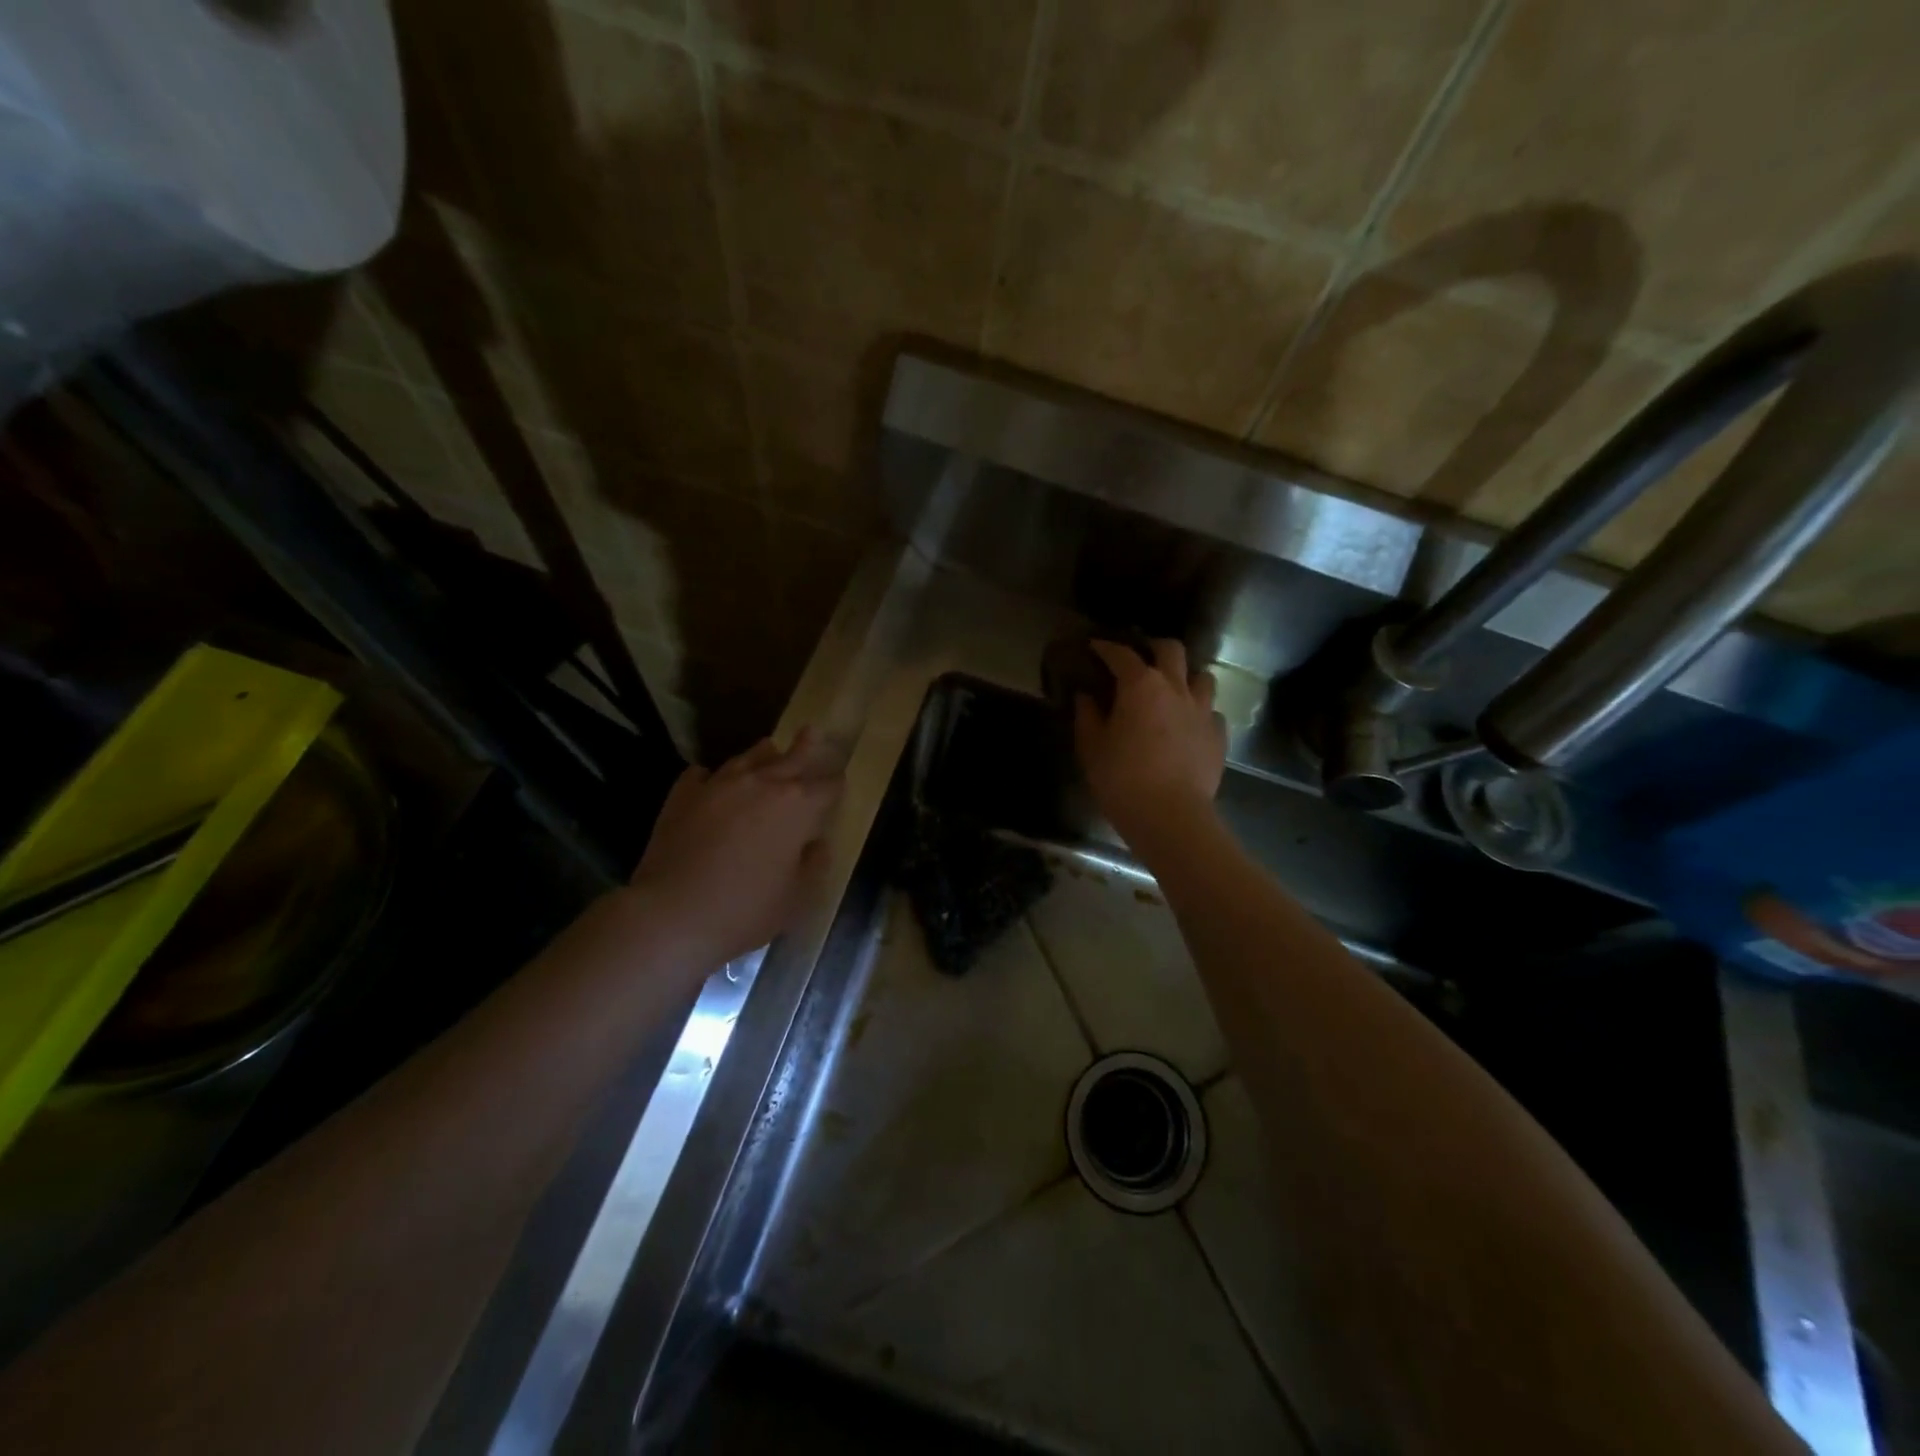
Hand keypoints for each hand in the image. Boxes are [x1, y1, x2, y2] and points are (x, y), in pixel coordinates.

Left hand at [631, 728, 842, 964]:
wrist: (672, 913)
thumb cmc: (746, 909)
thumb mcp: (796, 897)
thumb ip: (813, 865)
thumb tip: (816, 844)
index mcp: (797, 806)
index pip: (828, 786)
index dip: (836, 783)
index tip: (840, 780)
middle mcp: (761, 784)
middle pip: (791, 758)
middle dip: (805, 746)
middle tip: (812, 731)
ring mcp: (719, 785)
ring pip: (747, 758)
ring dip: (762, 753)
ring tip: (769, 746)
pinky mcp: (683, 795)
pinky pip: (702, 775)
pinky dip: (712, 776)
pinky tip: (710, 779)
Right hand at [1074, 639, 1225, 852]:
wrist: (1170, 815)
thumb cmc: (1122, 779)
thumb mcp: (1091, 748)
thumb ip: (1087, 716)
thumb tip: (1086, 696)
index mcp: (1141, 686)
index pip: (1122, 654)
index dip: (1106, 648)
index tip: (1095, 647)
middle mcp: (1176, 688)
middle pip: (1171, 650)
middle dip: (1154, 648)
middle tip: (1141, 658)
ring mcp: (1203, 710)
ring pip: (1201, 676)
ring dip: (1185, 677)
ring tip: (1172, 689)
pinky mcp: (1218, 735)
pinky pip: (1211, 711)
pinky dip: (1198, 712)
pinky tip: (1188, 725)